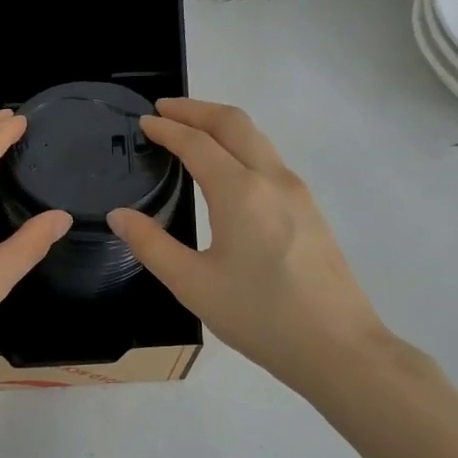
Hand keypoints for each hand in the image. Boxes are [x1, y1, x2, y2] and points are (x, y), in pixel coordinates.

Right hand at [107, 98, 392, 396]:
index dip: (167, 129)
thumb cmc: (260, 316)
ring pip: (257, 138)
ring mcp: (297, 193)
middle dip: (196, 109)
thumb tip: (119, 216)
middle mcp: (272, 179)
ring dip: (221, 125)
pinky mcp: (310, 210)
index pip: (197, 143)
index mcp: (240, 192)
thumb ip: (151, 245)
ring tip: (191, 132)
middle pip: (233, 123)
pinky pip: (269, 160)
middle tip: (165, 110)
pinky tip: (227, 171)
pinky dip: (241, 147)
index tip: (143, 123)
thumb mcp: (193, 284)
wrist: (338, 347)